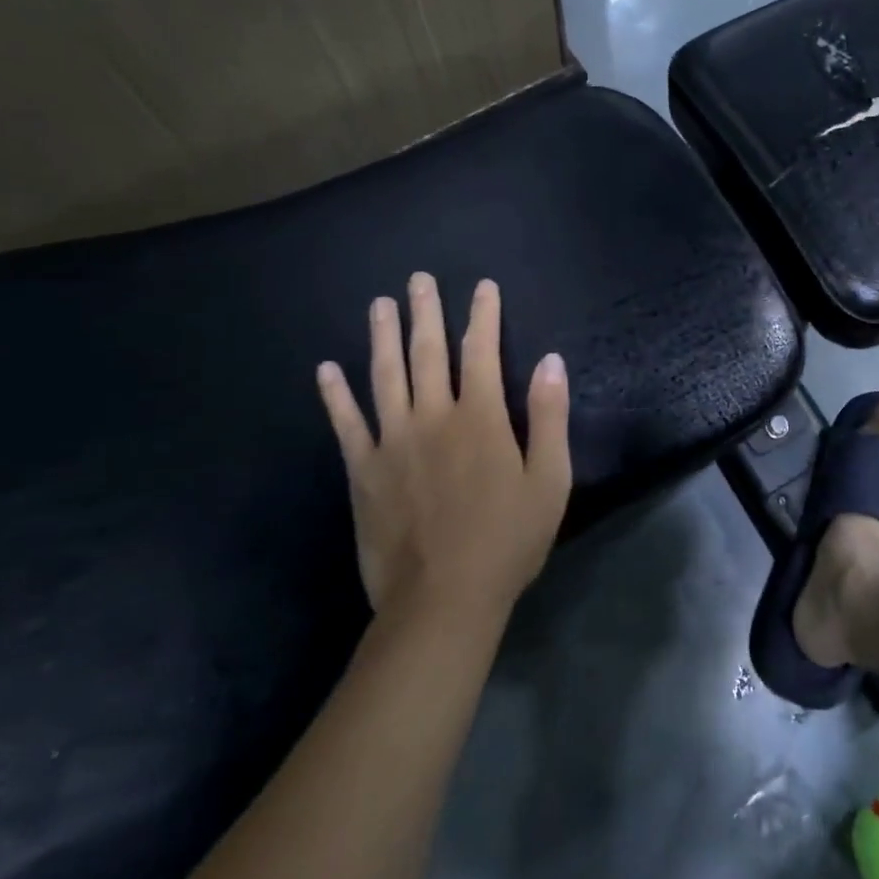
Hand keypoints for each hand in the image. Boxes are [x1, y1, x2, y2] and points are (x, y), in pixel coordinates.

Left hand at [317, 274, 570, 620]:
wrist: (444, 599)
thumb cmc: (507, 540)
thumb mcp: (550, 481)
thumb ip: (550, 417)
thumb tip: (552, 361)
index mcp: (481, 418)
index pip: (482, 351)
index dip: (483, 315)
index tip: (483, 286)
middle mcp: (433, 417)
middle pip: (428, 353)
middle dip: (426, 312)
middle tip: (418, 280)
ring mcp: (392, 442)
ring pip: (385, 376)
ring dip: (383, 337)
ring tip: (380, 305)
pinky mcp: (363, 470)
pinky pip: (346, 423)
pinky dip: (335, 395)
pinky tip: (326, 369)